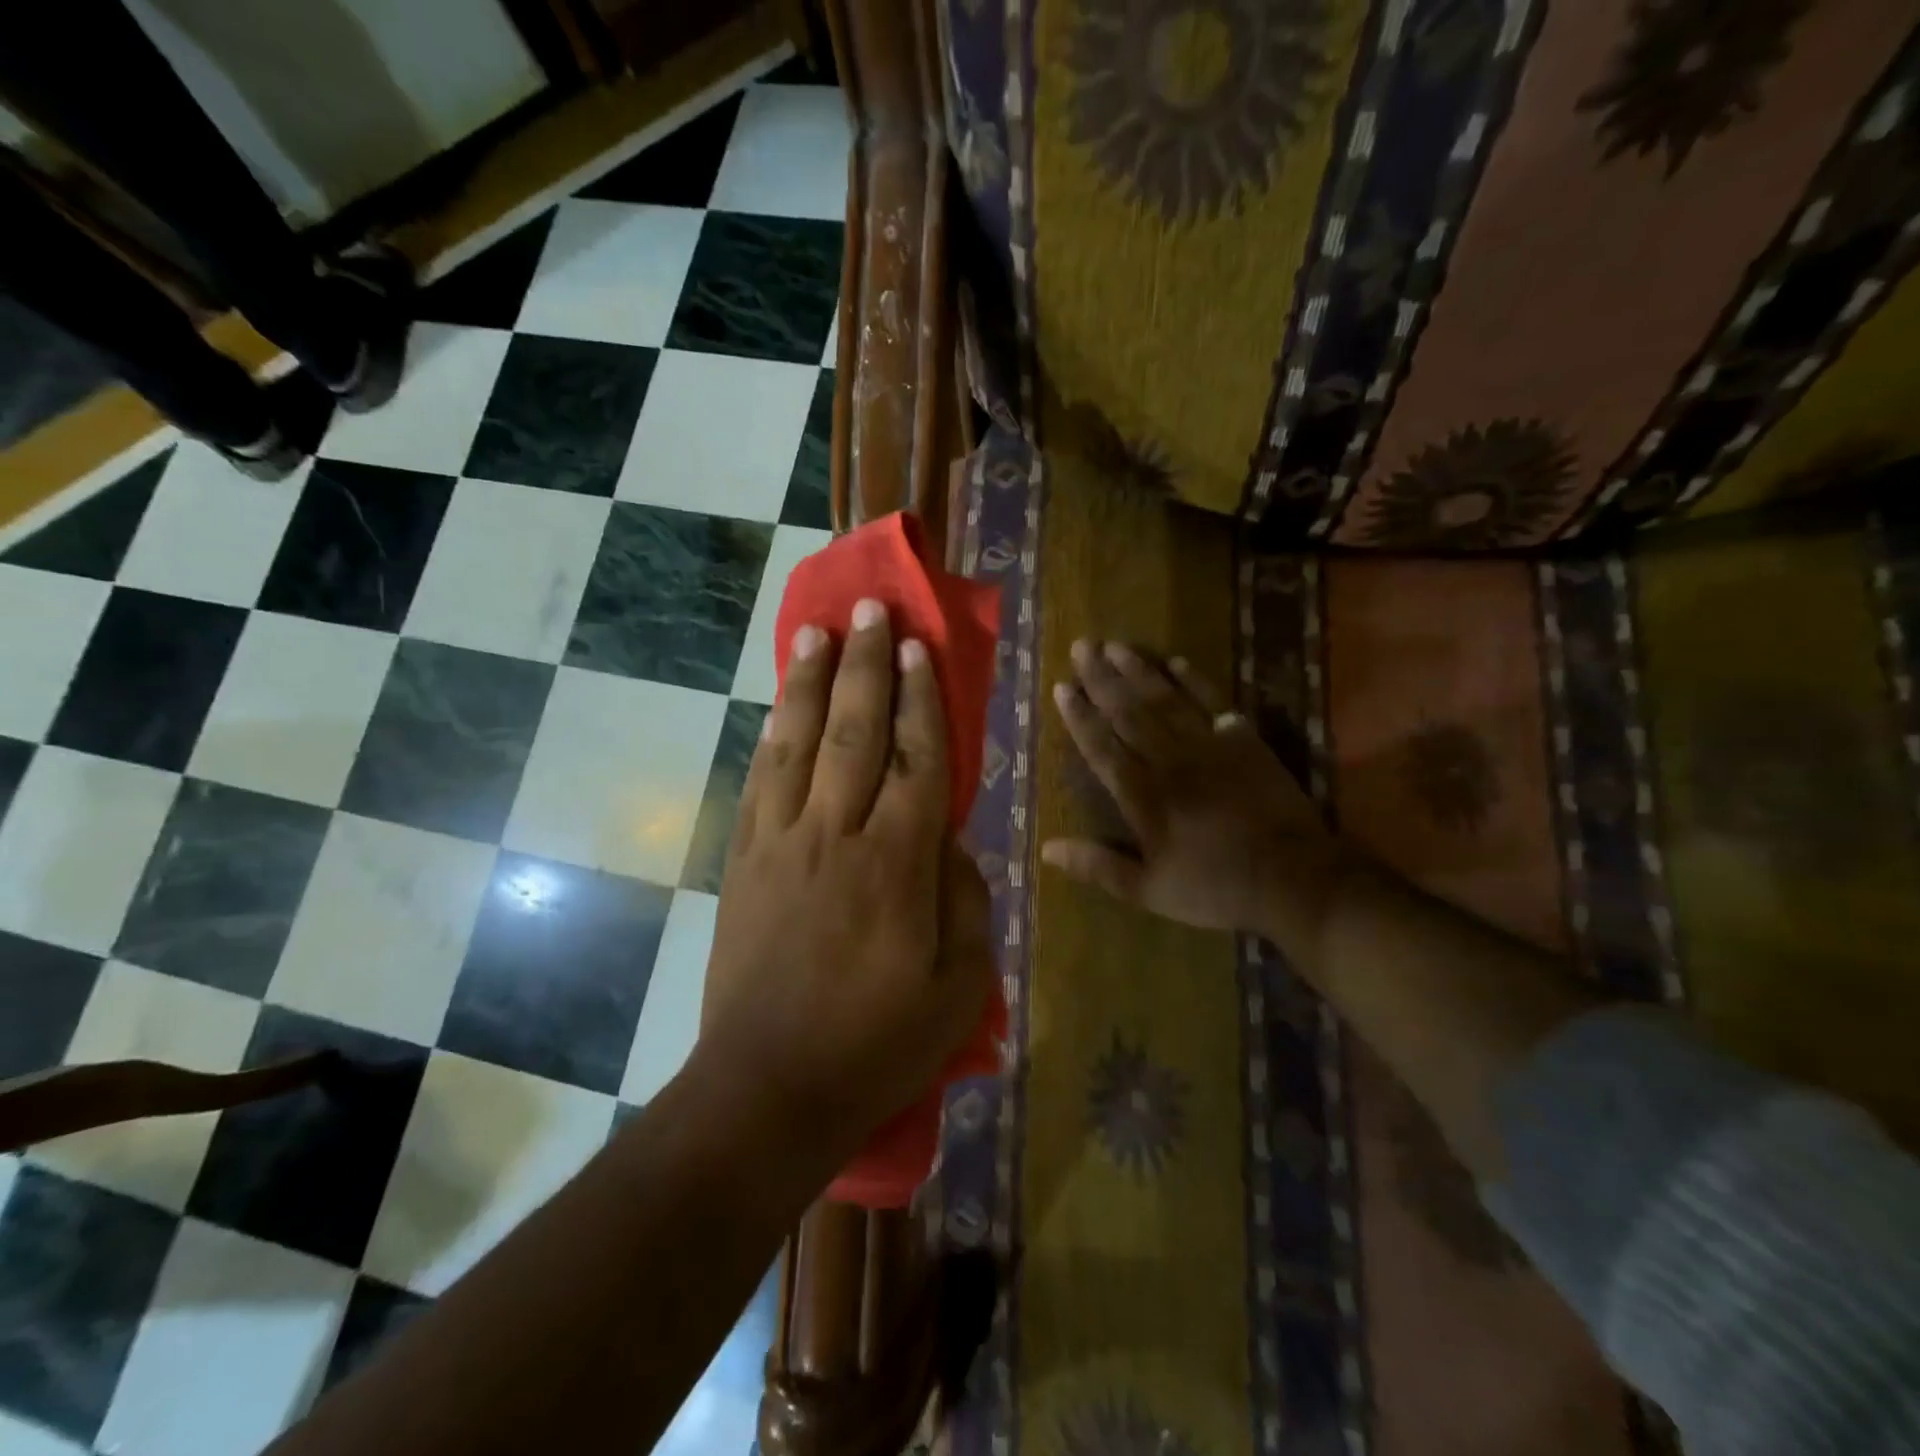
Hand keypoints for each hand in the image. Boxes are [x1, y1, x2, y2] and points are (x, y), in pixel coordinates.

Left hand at [701, 599, 993, 1155]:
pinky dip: (771, 737)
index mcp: (898, 864)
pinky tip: (777, 708)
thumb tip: (953, 843)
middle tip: (872, 611)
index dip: (923, 700)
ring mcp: (781, 844)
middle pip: (855, 730)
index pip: (918, 760)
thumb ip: (966, 902)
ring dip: (809, 682)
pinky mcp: (744, 862)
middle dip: (866, 665)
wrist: (769, 1089)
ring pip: (797, 743)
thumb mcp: (960, 988)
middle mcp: (837, 835)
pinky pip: (760, 782)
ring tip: (816, 632)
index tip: (921, 650)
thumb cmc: (877, 1045)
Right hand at [1041, 640, 1352, 970]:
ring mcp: (1208, 746)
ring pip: (1165, 699)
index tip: (1061, 686)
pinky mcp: (1243, 741)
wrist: (1292, 878)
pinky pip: (1213, 702)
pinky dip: (1194, 680)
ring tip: (1115, 645)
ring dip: (1138, 670)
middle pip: (1128, 712)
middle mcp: (1168, 761)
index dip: (1079, 716)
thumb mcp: (1148, 890)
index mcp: (1142, 795)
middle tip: (1081, 646)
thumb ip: (1098, 866)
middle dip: (1101, 679)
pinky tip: (1175, 661)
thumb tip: (1046, 849)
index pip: (1101, 746)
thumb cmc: (1214, 888)